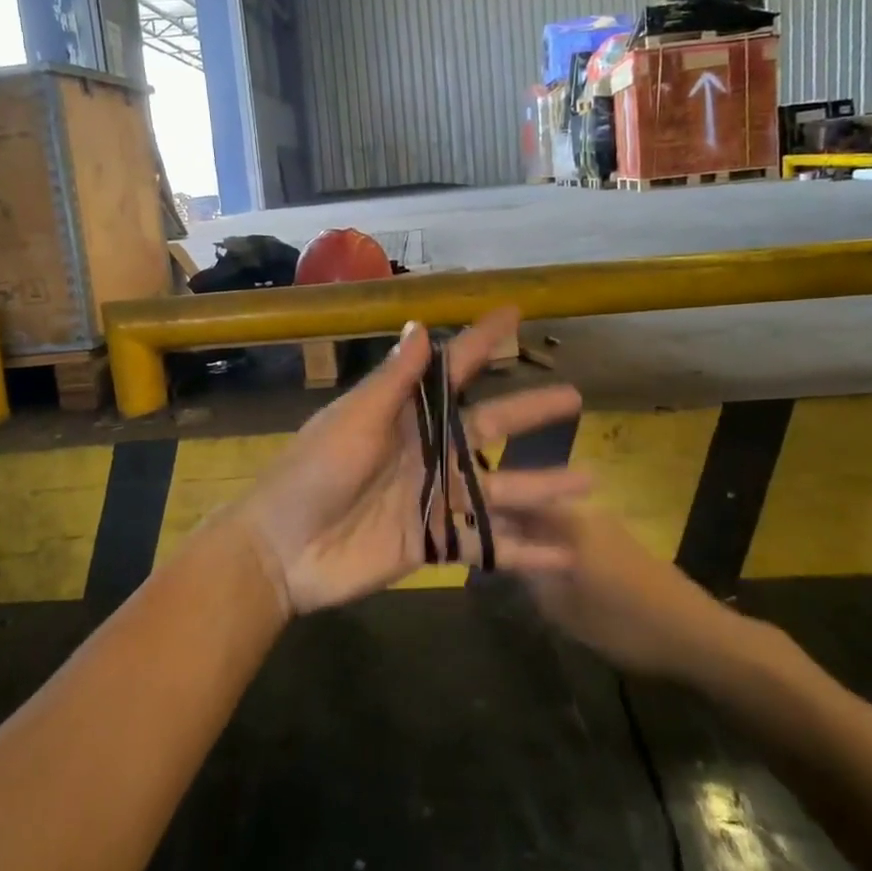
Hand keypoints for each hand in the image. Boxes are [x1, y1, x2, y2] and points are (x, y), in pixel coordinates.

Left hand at [232, 308, 588, 615]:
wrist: (282, 551)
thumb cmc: (312, 474)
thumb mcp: (352, 421)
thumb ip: (392, 383)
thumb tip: (420, 327)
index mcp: (403, 416)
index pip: (450, 372)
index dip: (480, 343)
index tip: (513, 313)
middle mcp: (426, 451)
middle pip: (488, 427)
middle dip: (530, 412)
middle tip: (575, 396)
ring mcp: (432, 498)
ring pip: (498, 487)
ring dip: (542, 486)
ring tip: (590, 480)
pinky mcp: (434, 542)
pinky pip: (486, 544)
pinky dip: (523, 551)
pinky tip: (565, 556)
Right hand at [498, 505, 757, 684]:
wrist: (699, 637)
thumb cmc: (627, 624)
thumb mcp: (566, 610)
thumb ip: (530, 579)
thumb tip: (504, 557)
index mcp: (568, 523)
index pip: (516, 503)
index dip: (489, 512)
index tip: (465, 524)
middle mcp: (584, 514)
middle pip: (534, 509)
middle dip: (509, 523)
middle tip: (486, 545)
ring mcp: (605, 527)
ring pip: (554, 522)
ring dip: (532, 534)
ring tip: (510, 557)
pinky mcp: (621, 544)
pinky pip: (574, 535)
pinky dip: (555, 545)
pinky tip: (548, 568)